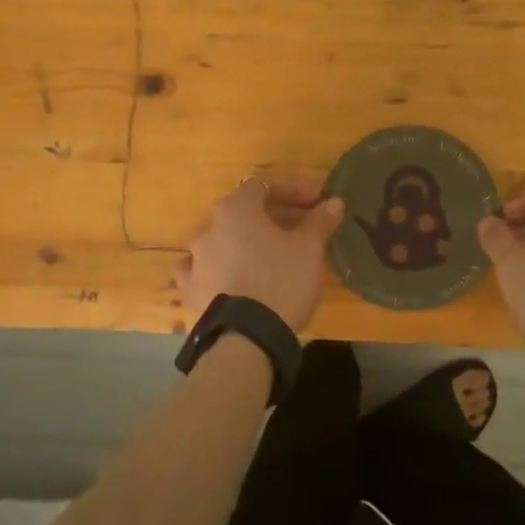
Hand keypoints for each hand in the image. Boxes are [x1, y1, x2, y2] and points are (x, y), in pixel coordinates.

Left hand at [175, 176, 344, 331]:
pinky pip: (206, 270)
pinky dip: (223, 268)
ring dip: (248, 242)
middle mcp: (208, 228)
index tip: (319, 202)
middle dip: (275, 216)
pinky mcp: (191, 290)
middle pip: (244, 212)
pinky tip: (234, 277)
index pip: (265, 185)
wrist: (247, 338)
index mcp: (235, 210)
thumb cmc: (281, 281)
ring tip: (272, 256)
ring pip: (225, 240)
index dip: (294, 190)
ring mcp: (195, 260)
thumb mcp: (309, 249)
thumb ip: (319, 221)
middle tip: (303, 229)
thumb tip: (334, 202)